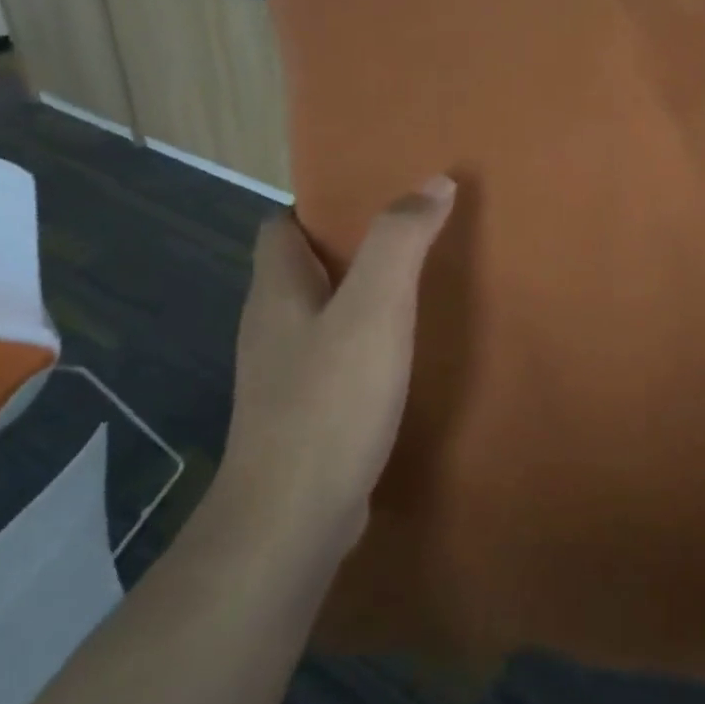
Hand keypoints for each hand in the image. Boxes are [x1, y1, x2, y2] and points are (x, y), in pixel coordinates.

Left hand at [214, 177, 455, 551]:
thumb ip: (400, 242)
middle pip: (302, 270)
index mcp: (277, 292)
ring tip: (414, 291)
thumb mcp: (374, 310)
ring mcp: (283, 378)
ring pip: (319, 318)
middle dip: (349, 249)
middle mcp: (271, 328)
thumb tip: (433, 182)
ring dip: (359, 299)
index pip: (281, 226)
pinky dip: (363, 346)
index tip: (372, 197)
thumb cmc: (330, 402)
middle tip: (409, 239)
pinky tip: (400, 358)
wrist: (292, 521)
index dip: (319, 206)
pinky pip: (333, 362)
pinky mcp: (302, 417)